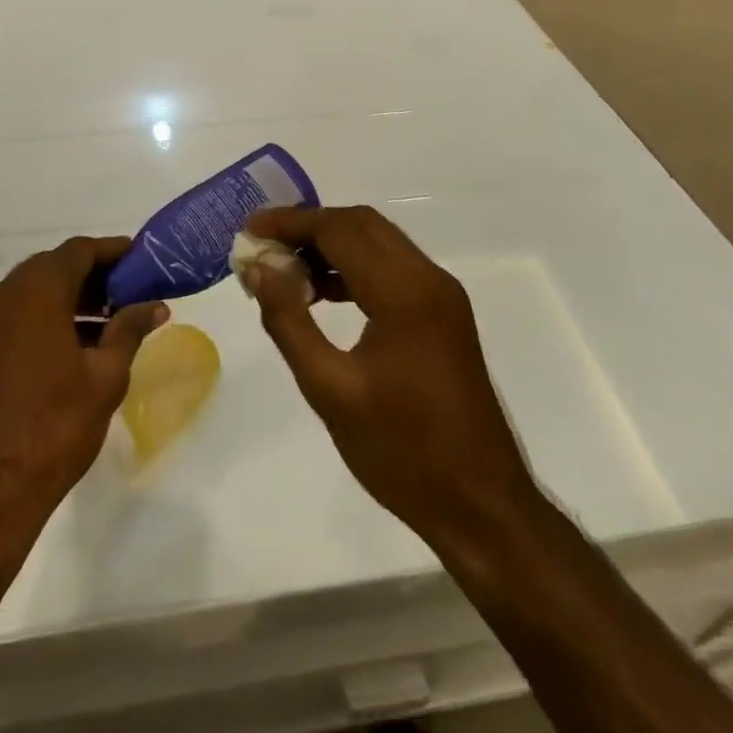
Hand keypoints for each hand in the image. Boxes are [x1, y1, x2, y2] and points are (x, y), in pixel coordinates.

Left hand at [0, 237, 165, 537]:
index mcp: (35, 291)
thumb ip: (129, 330)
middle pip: (55, 267)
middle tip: (131, 293)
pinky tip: (80, 346)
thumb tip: (155, 306)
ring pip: (35, 292)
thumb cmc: (54, 426)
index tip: (142, 261)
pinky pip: (19, 315)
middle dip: (95, 275)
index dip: (113, 251)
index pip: (79, 251)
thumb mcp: (106, 376)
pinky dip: (50, 317)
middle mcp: (4, 296)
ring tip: (112, 322)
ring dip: (72, 298)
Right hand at [242, 206, 541, 556]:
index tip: (249, 231)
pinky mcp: (444, 314)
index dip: (290, 223)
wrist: (483, 508)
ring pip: (378, 242)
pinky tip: (321, 295)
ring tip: (284, 270)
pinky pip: (392, 268)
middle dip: (308, 227)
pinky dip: (353, 267)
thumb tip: (258, 268)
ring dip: (330, 244)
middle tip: (263, 246)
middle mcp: (429, 279)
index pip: (339, 229)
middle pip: (361, 224)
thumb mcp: (330, 390)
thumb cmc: (402, 453)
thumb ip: (288, 320)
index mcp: (404, 293)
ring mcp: (441, 295)